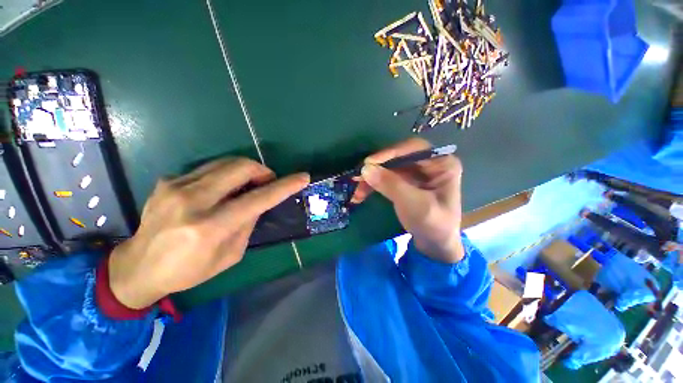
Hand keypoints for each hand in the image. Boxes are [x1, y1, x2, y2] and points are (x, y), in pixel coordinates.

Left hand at [108, 158, 309, 308]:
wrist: (137, 267)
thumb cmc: (189, 270)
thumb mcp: (230, 255)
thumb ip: (248, 224)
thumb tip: (258, 202)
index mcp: (211, 227)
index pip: (259, 199)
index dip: (285, 186)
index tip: (302, 177)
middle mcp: (193, 201)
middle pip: (240, 168)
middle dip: (262, 170)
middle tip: (267, 181)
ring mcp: (176, 186)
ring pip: (225, 163)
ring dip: (245, 170)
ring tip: (247, 185)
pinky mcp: (167, 180)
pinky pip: (208, 169)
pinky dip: (224, 175)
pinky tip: (219, 190)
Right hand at [351, 138, 464, 262]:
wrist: (435, 246)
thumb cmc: (433, 225)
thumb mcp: (414, 205)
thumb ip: (391, 185)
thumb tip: (365, 169)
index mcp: (442, 164)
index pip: (413, 148)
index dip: (390, 153)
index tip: (368, 162)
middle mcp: (428, 164)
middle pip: (398, 158)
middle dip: (377, 168)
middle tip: (357, 177)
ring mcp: (415, 173)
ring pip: (388, 169)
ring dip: (371, 179)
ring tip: (357, 192)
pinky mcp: (405, 183)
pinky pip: (386, 178)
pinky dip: (373, 185)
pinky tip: (362, 195)